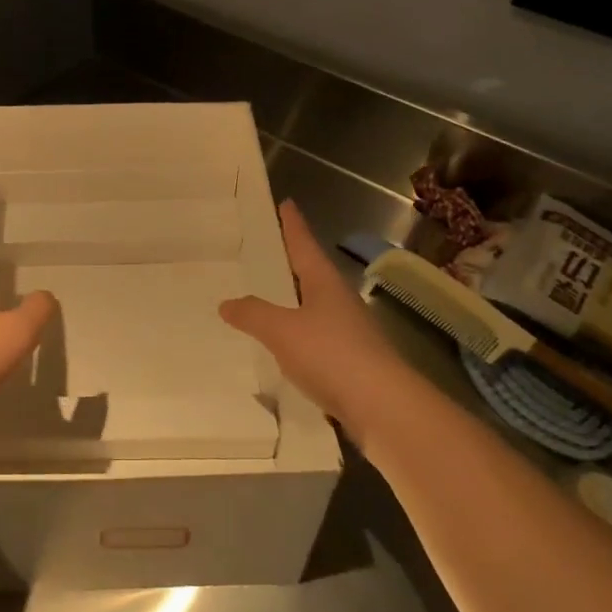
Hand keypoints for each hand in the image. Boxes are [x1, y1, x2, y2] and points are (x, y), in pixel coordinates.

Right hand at [218, 200, 406, 432]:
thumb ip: (253, 314)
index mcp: (324, 283)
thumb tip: (226, 302)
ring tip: (270, 299)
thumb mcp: (282, 330)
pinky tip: (285, 349)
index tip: (286, 203)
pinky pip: (317, 340)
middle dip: (292, 262)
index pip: (304, 244)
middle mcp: (339, 301)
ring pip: (315, 308)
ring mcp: (349, 333)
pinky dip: (299, 337)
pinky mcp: (352, 364)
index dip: (293, 225)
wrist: (384, 409)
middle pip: (312, 273)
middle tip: (269, 251)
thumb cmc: (332, 355)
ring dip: (295, 302)